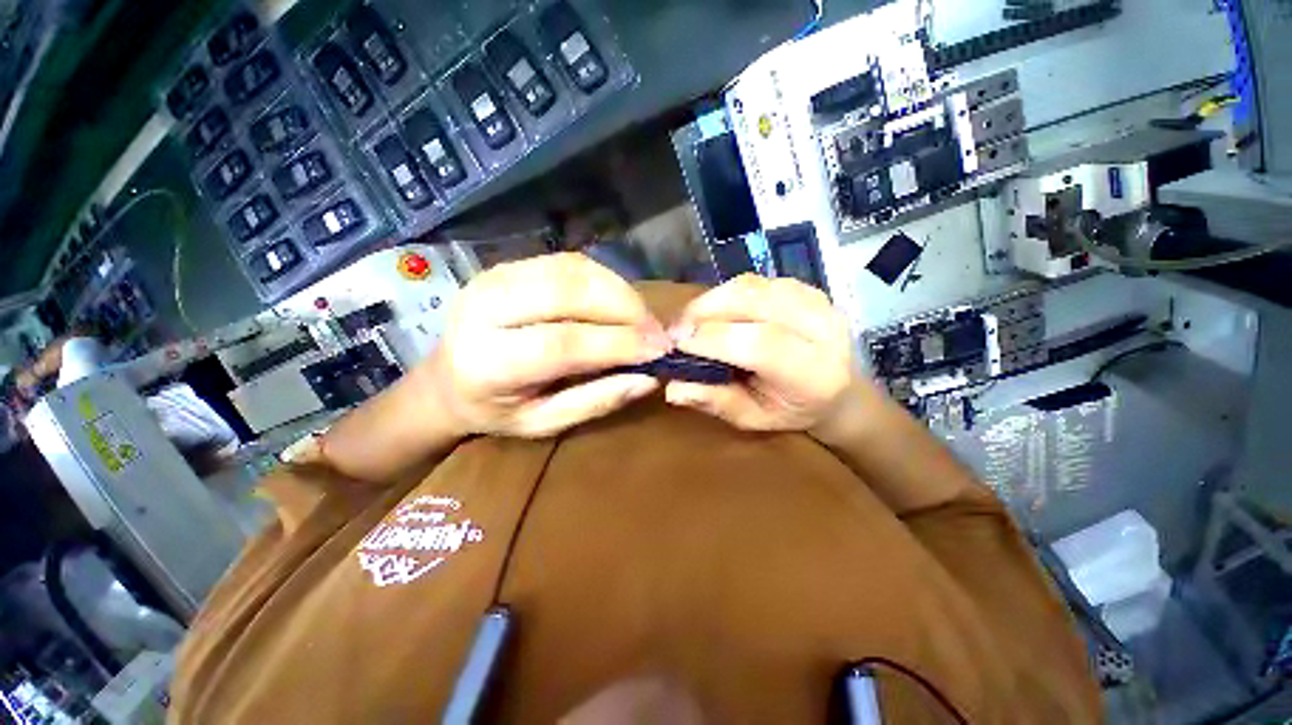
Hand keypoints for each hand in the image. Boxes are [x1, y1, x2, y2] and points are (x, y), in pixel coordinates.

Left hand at [427, 253, 669, 438]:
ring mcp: (495, 277)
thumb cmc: (496, 410)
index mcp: (488, 361)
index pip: (563, 343)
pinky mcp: (509, 264)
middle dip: (625, 308)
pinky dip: (603, 279)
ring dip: (619, 290)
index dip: (618, 343)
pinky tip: (618, 301)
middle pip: (568, 293)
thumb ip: (595, 401)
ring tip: (642, 318)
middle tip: (656, 331)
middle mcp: (484, 308)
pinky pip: (568, 262)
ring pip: (572, 269)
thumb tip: (648, 379)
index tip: (659, 349)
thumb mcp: (543, 424)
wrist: (445, 379)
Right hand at [664, 275, 861, 436]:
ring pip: (750, 286)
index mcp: (814, 372)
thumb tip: (672, 388)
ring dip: (711, 300)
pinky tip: (716, 312)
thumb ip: (715, 402)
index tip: (676, 344)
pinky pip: (753, 281)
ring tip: (691, 321)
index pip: (760, 344)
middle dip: (703, 312)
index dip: (712, 339)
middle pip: (753, 302)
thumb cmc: (791, 411)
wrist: (838, 390)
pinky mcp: (804, 286)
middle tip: (676, 330)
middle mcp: (822, 328)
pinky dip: (726, 294)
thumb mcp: (752, 419)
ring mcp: (815, 300)